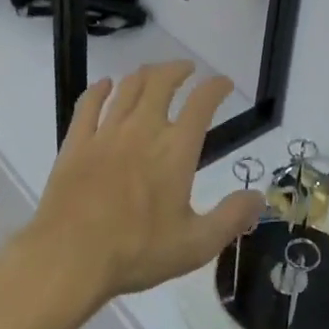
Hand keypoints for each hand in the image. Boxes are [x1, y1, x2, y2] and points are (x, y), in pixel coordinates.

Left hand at [8, 62, 261, 315]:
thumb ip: (231, 218)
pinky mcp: (76, 143)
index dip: (215, 87)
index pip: (201, 103)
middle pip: (161, 83)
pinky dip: (99, 89)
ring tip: (153, 73)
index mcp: (175, 150)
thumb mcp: (196, 244)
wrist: (69, 259)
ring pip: (127, 88)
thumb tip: (259, 196)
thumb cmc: (136, 252)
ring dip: (144, 74)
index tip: (223, 82)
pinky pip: (88, 104)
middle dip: (178, 70)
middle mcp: (143, 130)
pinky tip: (105, 85)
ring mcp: (106, 133)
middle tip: (187, 69)